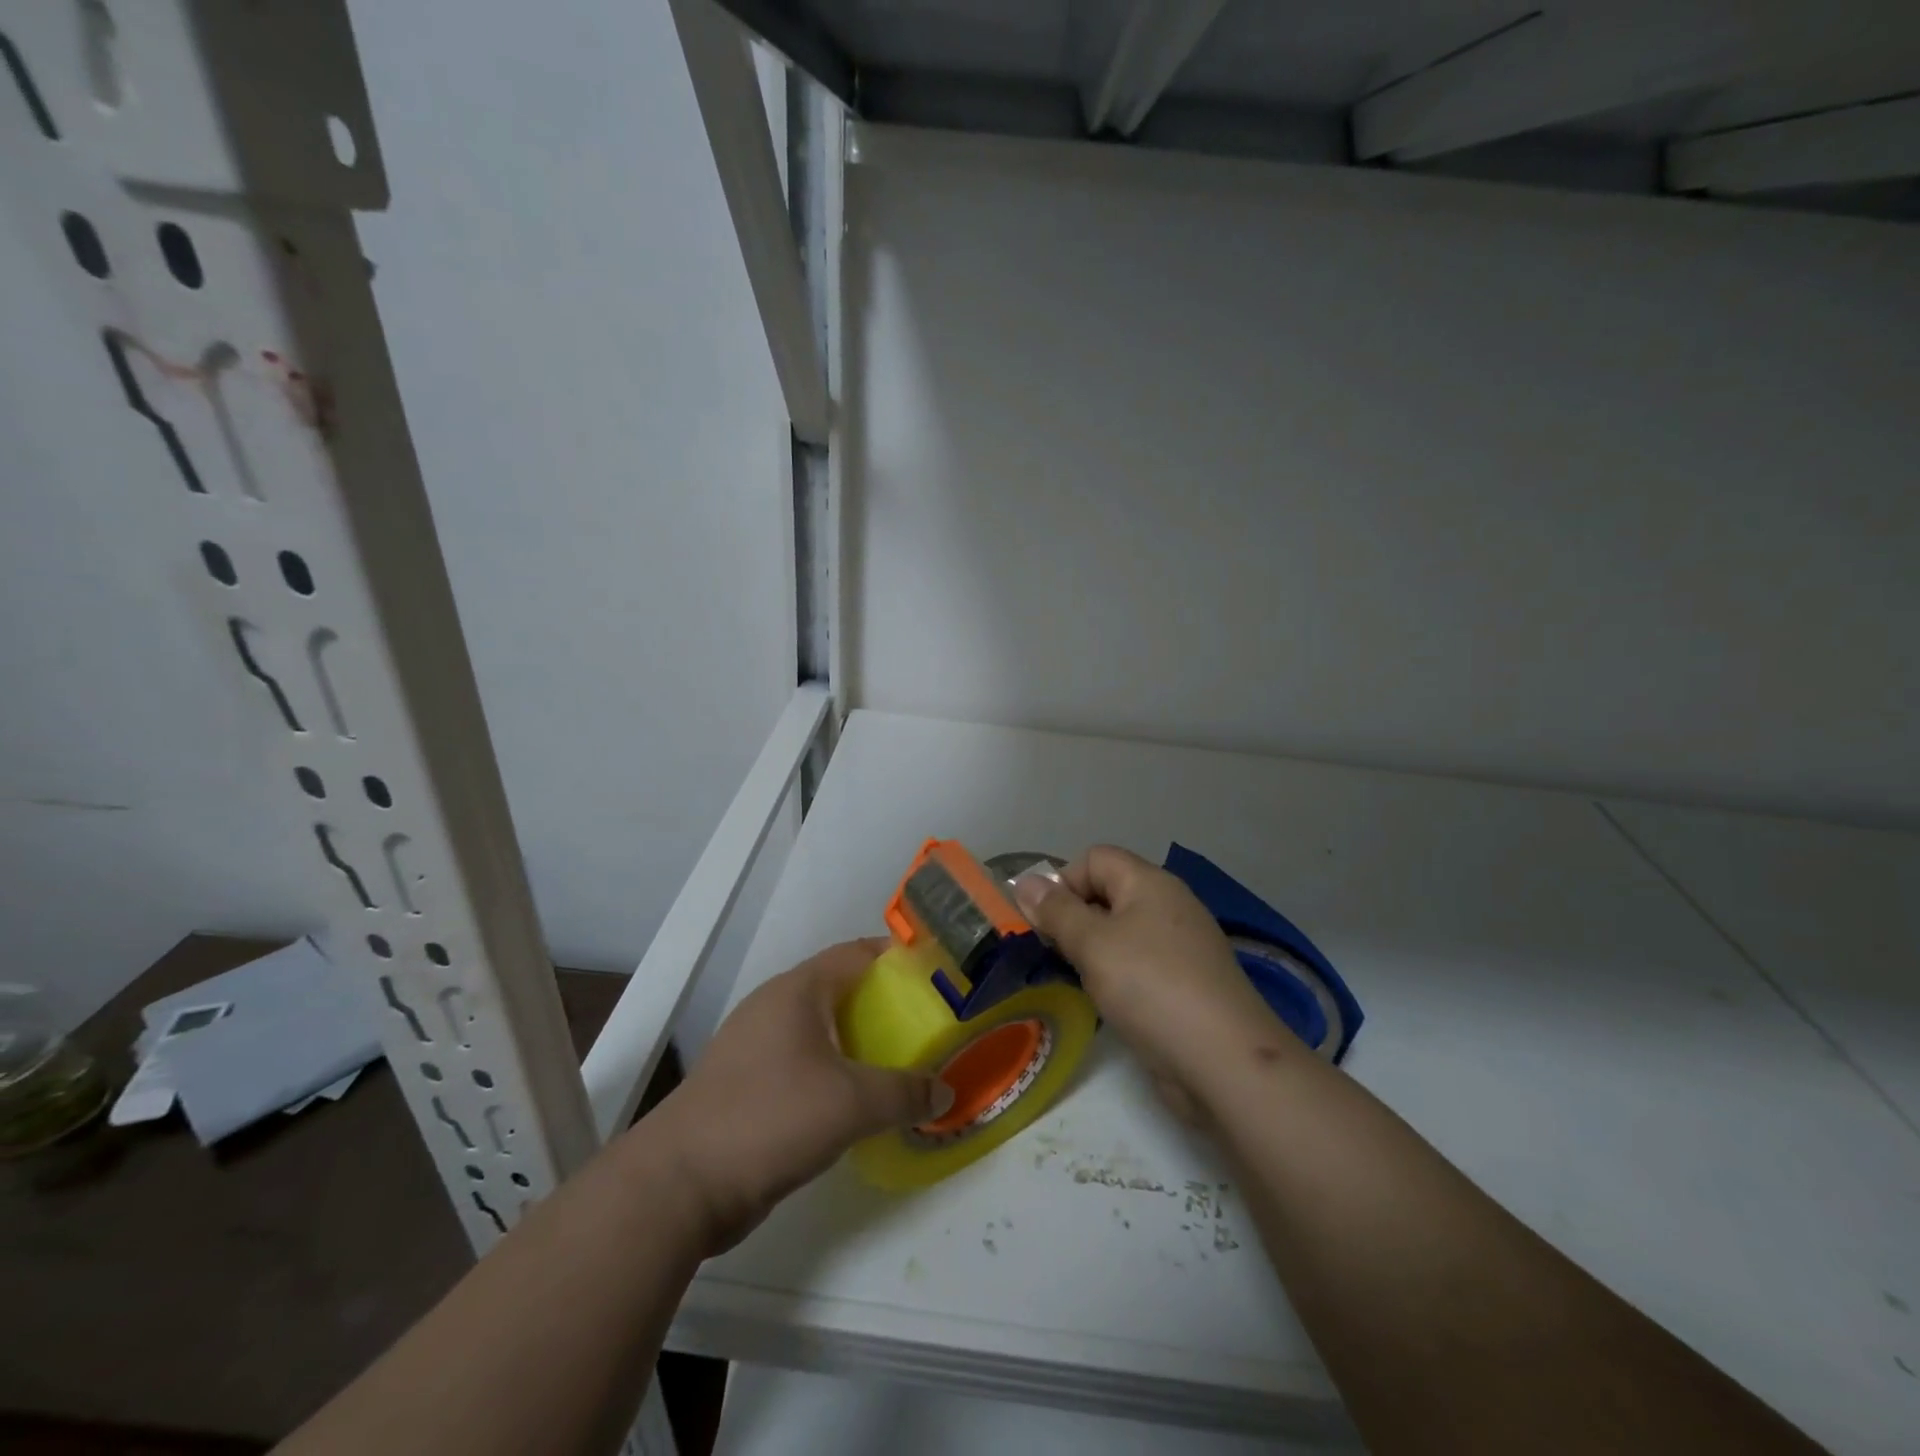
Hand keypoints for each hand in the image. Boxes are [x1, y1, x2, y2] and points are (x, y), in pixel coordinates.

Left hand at [643, 939, 949, 1252]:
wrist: (680, 1185)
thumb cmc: (770, 1118)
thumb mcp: (851, 1103)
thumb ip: (904, 1092)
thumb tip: (945, 1091)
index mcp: (797, 991)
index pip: (855, 953)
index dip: (896, 956)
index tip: (934, 970)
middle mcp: (774, 1007)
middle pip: (839, 989)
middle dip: (883, 1002)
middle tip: (926, 1020)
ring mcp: (755, 1047)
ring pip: (820, 1030)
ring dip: (858, 1040)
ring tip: (900, 1059)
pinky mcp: (746, 1085)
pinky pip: (803, 1063)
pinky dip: (834, 1071)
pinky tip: (856, 1100)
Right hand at [1014, 846, 1291, 1121]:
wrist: (1224, 1061)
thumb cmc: (1151, 987)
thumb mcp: (1093, 944)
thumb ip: (1056, 911)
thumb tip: (1025, 882)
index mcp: (1150, 883)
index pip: (1095, 858)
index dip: (1064, 882)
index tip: (1045, 923)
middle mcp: (1168, 905)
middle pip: (1108, 893)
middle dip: (1074, 918)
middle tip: (1055, 954)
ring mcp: (1181, 946)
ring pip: (1122, 932)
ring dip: (1093, 951)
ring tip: (1077, 980)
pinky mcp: (1186, 983)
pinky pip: (1139, 964)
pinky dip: (1117, 976)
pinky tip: (1108, 1003)